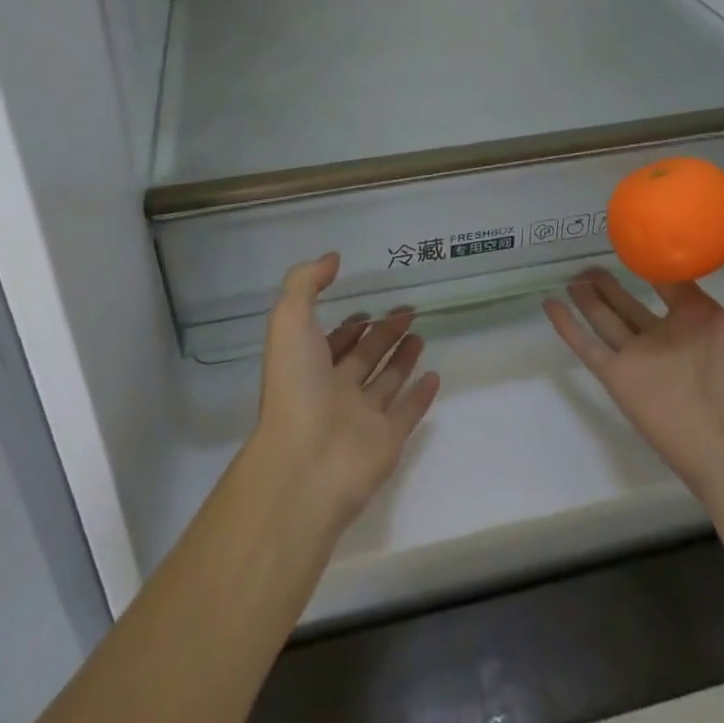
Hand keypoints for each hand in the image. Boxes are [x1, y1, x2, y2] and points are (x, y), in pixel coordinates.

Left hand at [253, 253, 439, 533]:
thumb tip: (332, 259)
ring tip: (421, 335)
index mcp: (309, 367)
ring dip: (402, 359)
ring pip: (386, 381)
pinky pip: (408, 412)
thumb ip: (306, 283)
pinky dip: (421, 396)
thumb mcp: (289, 320)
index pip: (332, 342)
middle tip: (407, 311)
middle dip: (382, 334)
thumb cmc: (295, 386)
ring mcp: (362, 418)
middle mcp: (334, 391)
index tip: (368, 308)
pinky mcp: (388, 440)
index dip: (348, 326)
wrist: (306, 463)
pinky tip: (434, 376)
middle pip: (363, 357)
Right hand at [545, 193, 723, 497]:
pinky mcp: (617, 378)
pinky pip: (585, 345)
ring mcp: (639, 358)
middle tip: (594, 252)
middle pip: (631, 301)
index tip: (642, 230)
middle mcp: (666, 336)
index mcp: (699, 318)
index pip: (674, 283)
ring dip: (588, 298)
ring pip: (606, 319)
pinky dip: (566, 326)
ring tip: (572, 273)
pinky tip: (549, 303)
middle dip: (613, 280)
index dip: (660, 258)